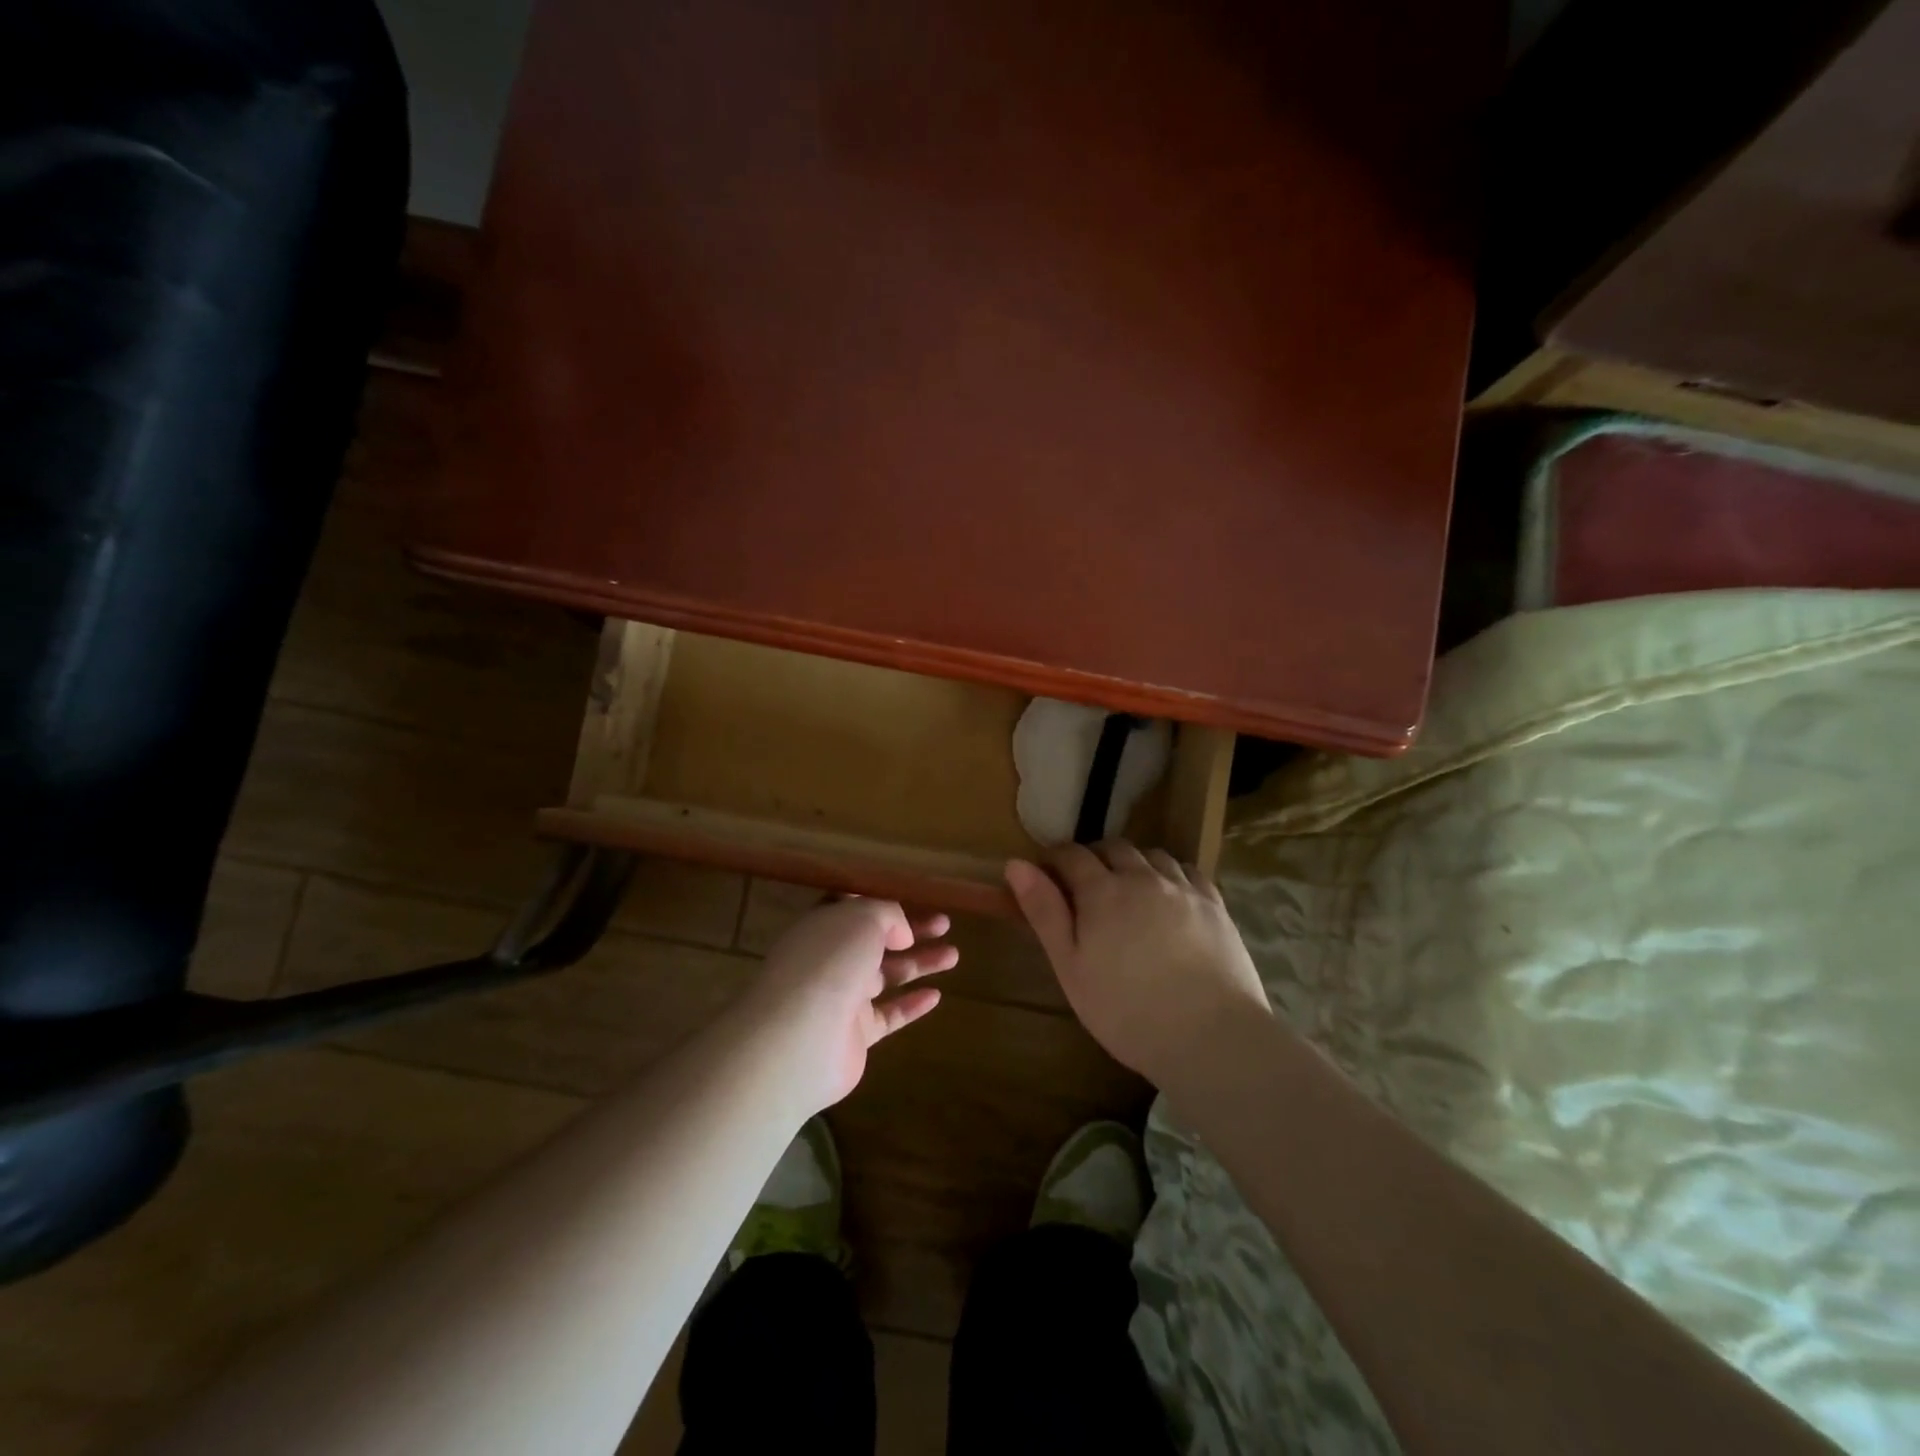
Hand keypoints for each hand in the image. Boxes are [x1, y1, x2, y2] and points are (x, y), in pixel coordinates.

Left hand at [739, 898, 957, 1113]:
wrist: (801, 1038)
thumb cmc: (829, 962)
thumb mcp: (862, 918)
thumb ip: (887, 915)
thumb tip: (900, 933)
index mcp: (823, 927)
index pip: (852, 908)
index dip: (882, 902)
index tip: (912, 897)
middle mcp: (830, 960)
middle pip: (876, 941)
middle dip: (911, 931)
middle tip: (945, 924)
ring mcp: (842, 998)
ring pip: (886, 976)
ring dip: (919, 963)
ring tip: (954, 955)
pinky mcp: (855, 1035)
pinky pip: (888, 1015)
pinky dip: (911, 1005)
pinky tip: (937, 995)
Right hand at [1005, 842, 1269, 1087]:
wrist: (1210, 1036)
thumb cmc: (1126, 1010)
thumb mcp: (1071, 967)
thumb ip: (1044, 912)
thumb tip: (1016, 865)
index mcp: (1102, 891)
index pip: (1071, 855)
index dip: (1054, 858)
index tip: (1046, 873)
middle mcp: (1142, 877)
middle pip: (1113, 848)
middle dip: (1094, 857)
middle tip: (1085, 885)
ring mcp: (1183, 888)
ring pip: (1152, 855)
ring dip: (1133, 863)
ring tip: (1128, 889)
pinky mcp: (1215, 905)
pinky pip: (1189, 871)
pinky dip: (1171, 873)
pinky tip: (1170, 894)